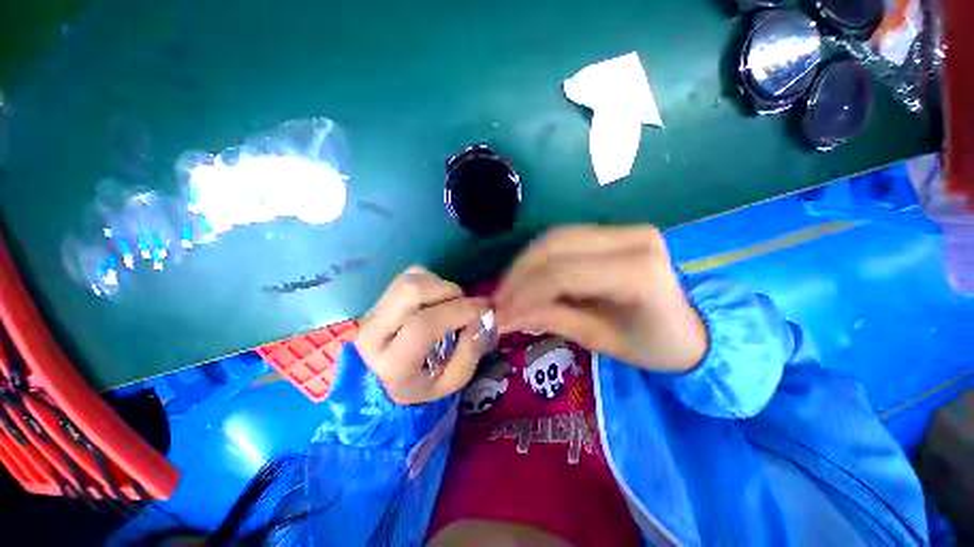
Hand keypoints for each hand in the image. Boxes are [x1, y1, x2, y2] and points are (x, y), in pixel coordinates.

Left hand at [355, 266, 492, 404]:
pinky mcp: (378, 296)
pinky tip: (436, 299)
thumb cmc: (421, 382)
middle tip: (465, 305)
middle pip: (412, 291)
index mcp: (392, 364)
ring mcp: (372, 310)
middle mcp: (373, 333)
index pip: (424, 325)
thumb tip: (479, 318)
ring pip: (411, 280)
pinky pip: (410, 275)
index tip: (484, 309)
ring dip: (441, 285)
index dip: (459, 311)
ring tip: (450, 303)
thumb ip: (470, 352)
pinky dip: (432, 281)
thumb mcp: (451, 380)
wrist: (382, 378)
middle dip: (449, 291)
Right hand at [494, 225, 706, 371]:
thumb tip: (504, 316)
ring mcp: (625, 229)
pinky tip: (525, 275)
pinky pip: (563, 238)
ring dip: (524, 263)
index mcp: (639, 273)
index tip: (500, 312)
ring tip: (506, 288)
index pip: (564, 273)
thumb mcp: (599, 340)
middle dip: (518, 273)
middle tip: (498, 299)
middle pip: (555, 246)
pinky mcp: (614, 231)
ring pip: (555, 237)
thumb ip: (551, 319)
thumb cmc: (651, 345)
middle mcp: (633, 239)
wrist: (689, 328)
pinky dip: (538, 257)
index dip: (525, 291)